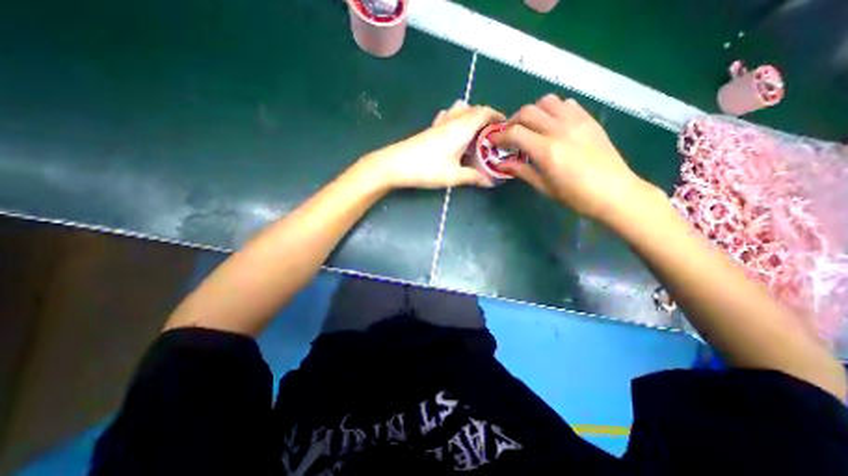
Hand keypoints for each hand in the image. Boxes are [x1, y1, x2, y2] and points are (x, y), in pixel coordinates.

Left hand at [363, 101, 500, 189]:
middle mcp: (452, 121)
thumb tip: (490, 182)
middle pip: (474, 109)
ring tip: (475, 135)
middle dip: (487, 118)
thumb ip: (474, 177)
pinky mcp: (429, 130)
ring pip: (460, 110)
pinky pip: (447, 117)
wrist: (395, 165)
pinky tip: (454, 135)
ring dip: (471, 117)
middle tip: (492, 136)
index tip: (506, 128)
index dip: (498, 117)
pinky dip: (456, 120)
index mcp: (462, 128)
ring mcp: (439, 124)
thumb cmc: (426, 169)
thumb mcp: (453, 176)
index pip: (485, 112)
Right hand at [495, 95, 658, 224]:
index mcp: (546, 150)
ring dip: (533, 112)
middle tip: (510, 136)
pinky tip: (552, 124)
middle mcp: (559, 130)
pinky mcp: (589, 119)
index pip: (515, 133)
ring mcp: (576, 121)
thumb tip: (501, 163)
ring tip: (531, 127)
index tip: (494, 141)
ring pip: (546, 101)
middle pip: (527, 112)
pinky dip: (553, 109)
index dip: (500, 136)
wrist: (614, 192)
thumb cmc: (575, 196)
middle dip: (512, 122)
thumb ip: (521, 171)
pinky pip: (566, 103)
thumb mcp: (543, 186)